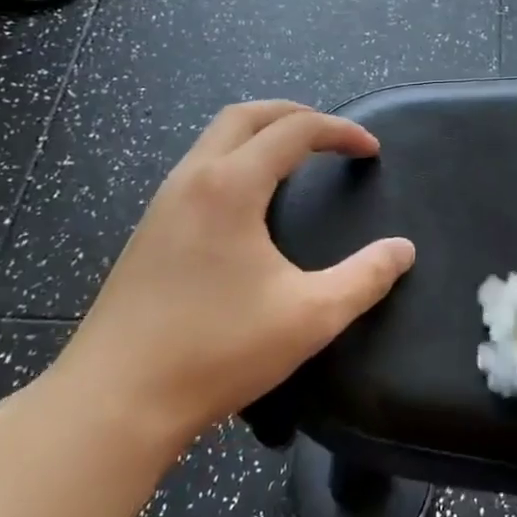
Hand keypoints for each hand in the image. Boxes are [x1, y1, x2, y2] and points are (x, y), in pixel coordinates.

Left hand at [50, 101, 414, 448]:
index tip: (371, 150)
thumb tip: (403, 250)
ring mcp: (162, 206)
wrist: (113, 402)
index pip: (294, 130)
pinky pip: (198, 170)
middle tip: (332, 135)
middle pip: (244, 116)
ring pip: (213, 140)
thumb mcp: (311, 316)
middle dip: (294, 113)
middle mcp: (192, 181)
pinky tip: (250, 203)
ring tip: (296, 160)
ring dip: (260, 134)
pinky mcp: (147, 233)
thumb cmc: (217, 350)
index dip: (340, 131)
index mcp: (231, 187)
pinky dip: (235, 161)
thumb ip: (365, 278)